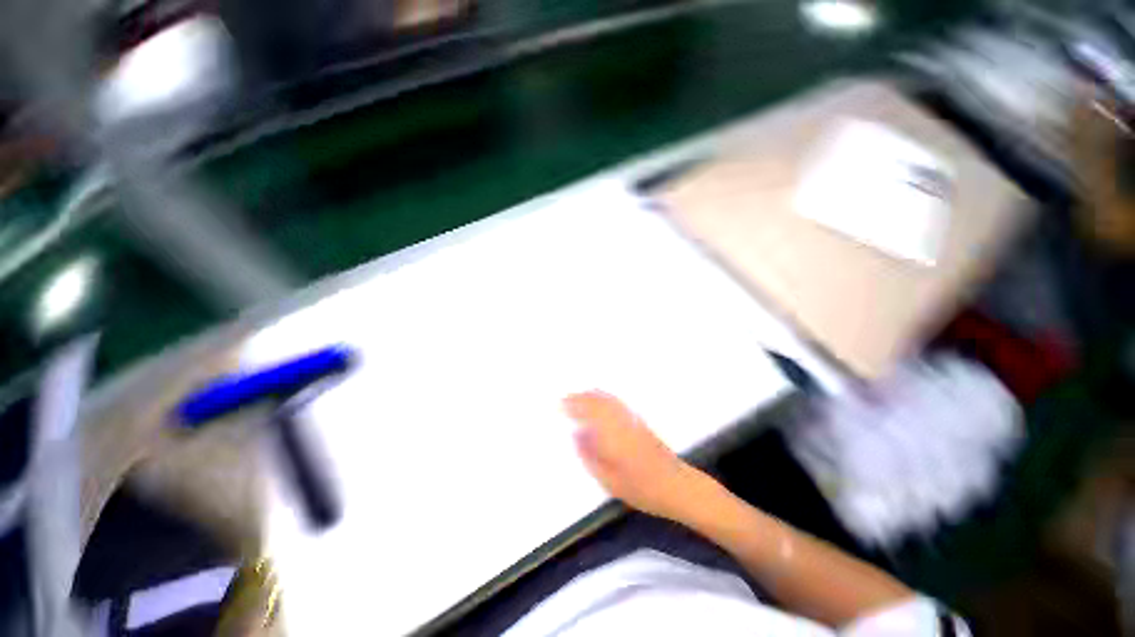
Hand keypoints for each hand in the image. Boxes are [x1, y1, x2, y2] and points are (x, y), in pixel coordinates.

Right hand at [563, 390, 708, 520]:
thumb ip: (590, 456)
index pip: (588, 414)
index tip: (560, 404)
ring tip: (579, 394)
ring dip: (592, 395)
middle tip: (565, 397)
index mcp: (611, 435)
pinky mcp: (639, 422)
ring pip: (608, 401)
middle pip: (597, 403)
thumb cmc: (641, 489)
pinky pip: (618, 403)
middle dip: (580, 398)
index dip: (573, 407)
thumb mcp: (610, 481)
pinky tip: (602, 398)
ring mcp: (631, 420)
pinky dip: (606, 397)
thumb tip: (577, 435)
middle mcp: (621, 422)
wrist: (677, 485)